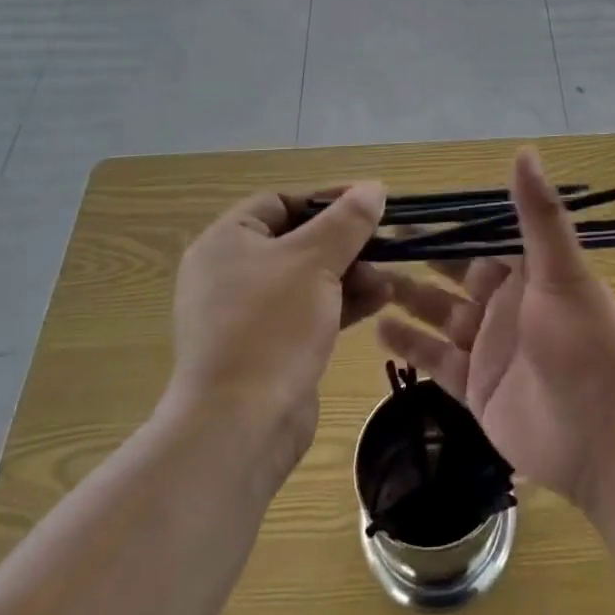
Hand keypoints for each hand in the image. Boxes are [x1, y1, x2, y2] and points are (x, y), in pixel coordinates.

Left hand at [167, 183, 389, 471]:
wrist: (238, 428)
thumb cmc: (271, 327)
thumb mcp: (314, 261)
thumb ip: (347, 221)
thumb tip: (373, 187)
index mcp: (226, 242)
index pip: (280, 201)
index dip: (326, 198)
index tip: (369, 202)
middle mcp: (231, 273)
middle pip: (297, 240)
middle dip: (344, 241)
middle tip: (385, 242)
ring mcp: (248, 314)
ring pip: (307, 278)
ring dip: (350, 273)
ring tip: (388, 276)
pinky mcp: (268, 348)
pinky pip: (308, 311)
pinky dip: (341, 303)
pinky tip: (379, 301)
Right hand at [376, 149, 614, 511]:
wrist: (608, 440)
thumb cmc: (588, 344)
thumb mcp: (563, 272)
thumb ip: (539, 215)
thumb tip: (524, 149)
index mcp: (529, 271)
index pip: (482, 236)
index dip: (448, 222)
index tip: (404, 205)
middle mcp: (507, 303)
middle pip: (455, 273)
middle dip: (420, 257)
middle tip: (372, 241)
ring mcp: (490, 347)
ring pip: (440, 314)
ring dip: (407, 297)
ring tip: (365, 279)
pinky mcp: (477, 388)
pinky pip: (436, 360)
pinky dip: (410, 344)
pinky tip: (377, 329)